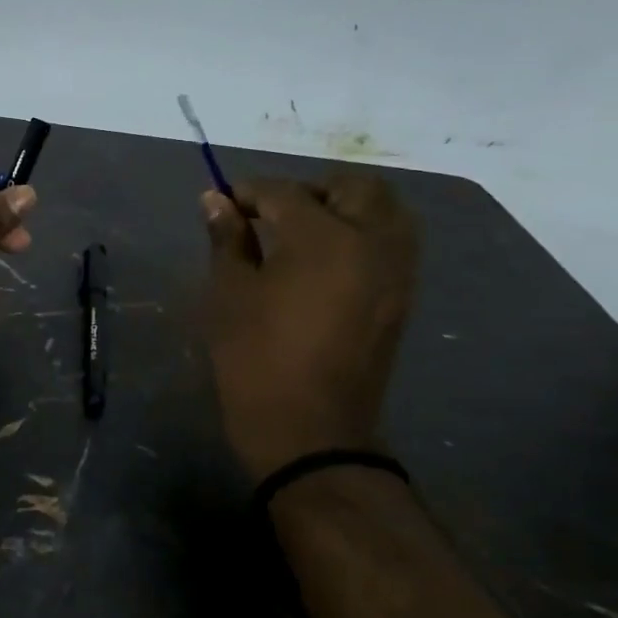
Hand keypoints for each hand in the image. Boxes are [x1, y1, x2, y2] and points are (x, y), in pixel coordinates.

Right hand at [202, 174, 418, 480]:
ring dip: (345, 206)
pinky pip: (392, 242)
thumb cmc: (256, 359)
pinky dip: (364, 232)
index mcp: (325, 238)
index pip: (285, 193)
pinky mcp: (403, 297)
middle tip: (271, 211)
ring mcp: (397, 270)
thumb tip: (215, 200)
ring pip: (385, 210)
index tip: (224, 202)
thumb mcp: (230, 295)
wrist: (309, 431)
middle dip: (310, 188)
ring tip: (303, 230)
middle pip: (353, 187)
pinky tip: (327, 257)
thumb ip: (227, 240)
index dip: (249, 192)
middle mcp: (373, 242)